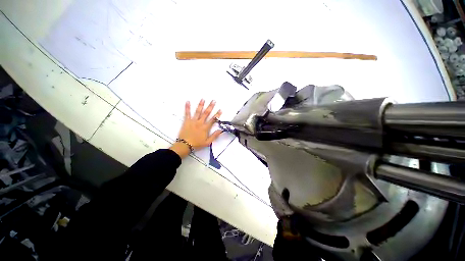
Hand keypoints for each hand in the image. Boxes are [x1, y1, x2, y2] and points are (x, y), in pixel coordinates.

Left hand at [170, 99, 221, 157]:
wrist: (185, 145)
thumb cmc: (197, 144)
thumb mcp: (207, 142)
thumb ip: (214, 136)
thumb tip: (220, 130)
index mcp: (205, 128)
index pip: (213, 120)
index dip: (217, 114)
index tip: (220, 109)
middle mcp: (200, 123)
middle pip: (206, 113)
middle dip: (210, 107)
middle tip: (213, 101)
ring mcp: (193, 121)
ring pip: (198, 111)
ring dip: (201, 105)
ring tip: (203, 99)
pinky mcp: (186, 121)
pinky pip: (187, 113)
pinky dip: (187, 107)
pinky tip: (187, 101)